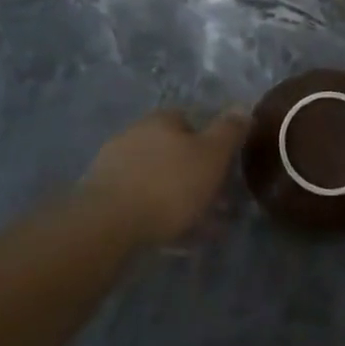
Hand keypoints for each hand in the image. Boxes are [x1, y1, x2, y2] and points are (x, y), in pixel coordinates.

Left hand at [76, 108, 250, 244]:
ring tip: (202, 229)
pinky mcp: (102, 197)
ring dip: (180, 198)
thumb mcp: (212, 155)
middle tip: (218, 204)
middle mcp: (135, 134)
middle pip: (174, 152)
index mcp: (162, 120)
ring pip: (159, 179)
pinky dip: (160, 215)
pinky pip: (142, 202)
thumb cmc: (169, 185)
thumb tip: (242, 107)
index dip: (211, 144)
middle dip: (196, 175)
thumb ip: (229, 131)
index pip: (192, 121)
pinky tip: (175, 238)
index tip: (226, 169)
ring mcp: (115, 165)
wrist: (108, 224)